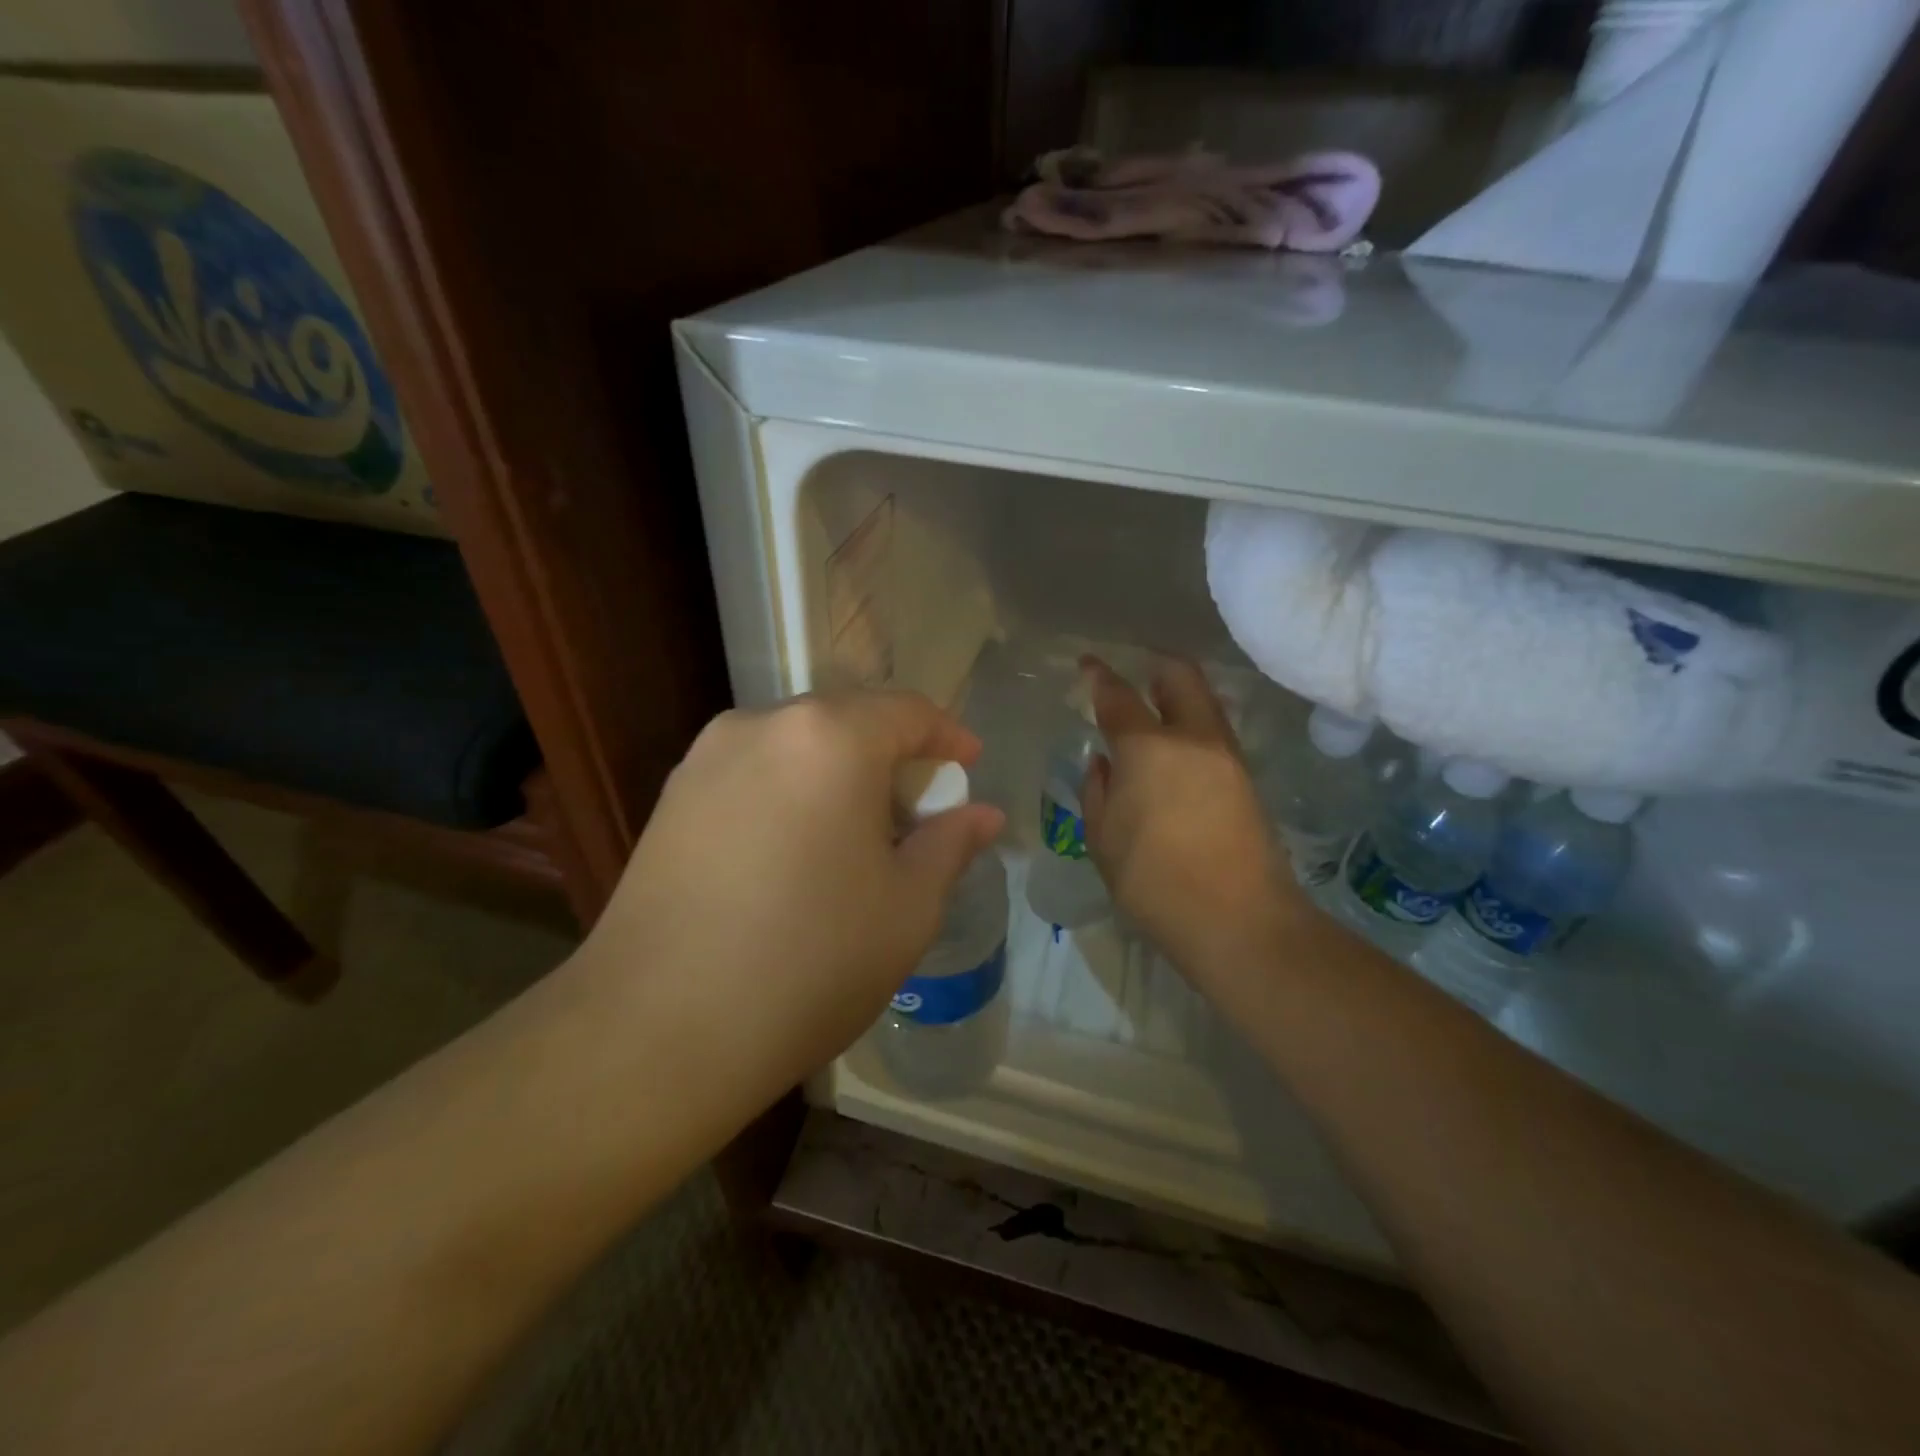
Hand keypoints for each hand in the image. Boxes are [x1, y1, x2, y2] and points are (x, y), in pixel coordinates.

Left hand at [575, 691, 1005, 1097]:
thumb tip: (983, 814)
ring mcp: (706, 758)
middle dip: (891, 756)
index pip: (907, 711)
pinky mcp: (671, 798)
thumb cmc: (810, 962)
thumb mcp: (907, 907)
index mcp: (830, 738)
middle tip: (915, 812)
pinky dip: (790, 793)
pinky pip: (753, 774)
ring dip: (837, 774)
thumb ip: (949, 844)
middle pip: (847, 720)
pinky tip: (793, 852)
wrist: (656, 1031)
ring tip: (854, 835)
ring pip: (796, 747)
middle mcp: (762, 726)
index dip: (948, 736)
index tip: (969, 766)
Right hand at [1080, 657, 1292, 984]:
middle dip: (1155, 666)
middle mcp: (1193, 739)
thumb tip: (1104, 763)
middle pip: (1180, 676)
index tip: (1088, 664)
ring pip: (1205, 703)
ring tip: (1155, 713)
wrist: (1239, 922)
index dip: (1099, 676)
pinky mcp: (1247, 780)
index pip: (1119, 696)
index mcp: (1148, 749)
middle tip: (1135, 675)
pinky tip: (1176, 753)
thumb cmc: (1154, 882)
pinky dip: (1193, 727)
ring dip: (1179, 697)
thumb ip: (1097, 792)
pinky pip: (1215, 734)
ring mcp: (1228, 757)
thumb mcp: (1103, 841)